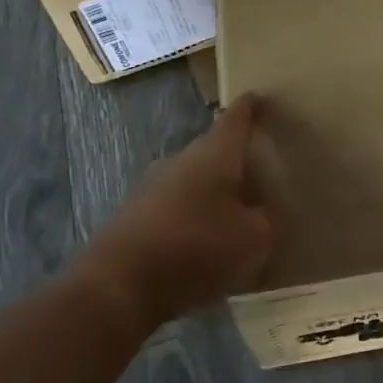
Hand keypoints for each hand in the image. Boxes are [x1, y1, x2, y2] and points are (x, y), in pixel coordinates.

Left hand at [92, 95, 274, 326]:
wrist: (120, 284)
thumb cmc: (196, 247)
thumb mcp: (252, 239)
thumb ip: (262, 221)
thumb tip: (256, 214)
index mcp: (214, 154)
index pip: (235, 119)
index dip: (251, 108)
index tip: (260, 98)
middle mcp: (181, 161)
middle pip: (213, 151)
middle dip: (234, 160)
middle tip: (258, 172)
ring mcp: (152, 188)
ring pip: (192, 181)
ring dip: (212, 193)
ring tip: (235, 215)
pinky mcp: (135, 217)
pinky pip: (175, 209)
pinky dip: (192, 219)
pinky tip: (204, 245)